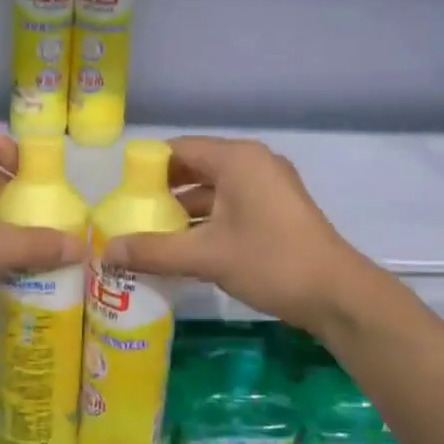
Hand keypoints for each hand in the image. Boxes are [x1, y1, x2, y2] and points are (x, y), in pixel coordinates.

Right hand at [101, 136, 366, 330]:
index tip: (120, 194)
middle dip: (161, 192)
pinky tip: (183, 248)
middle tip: (130, 216)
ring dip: (183, 211)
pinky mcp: (275, 210)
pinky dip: (205, 221)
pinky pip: (230, 205)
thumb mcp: (206, 256)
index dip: (146, 168)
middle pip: (195, 168)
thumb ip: (153, 251)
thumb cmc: (270, 262)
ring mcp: (267, 186)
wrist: (336, 294)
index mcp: (237, 159)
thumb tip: (106, 252)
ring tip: (149, 235)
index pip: (179, 149)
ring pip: (213, 190)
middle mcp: (252, 163)